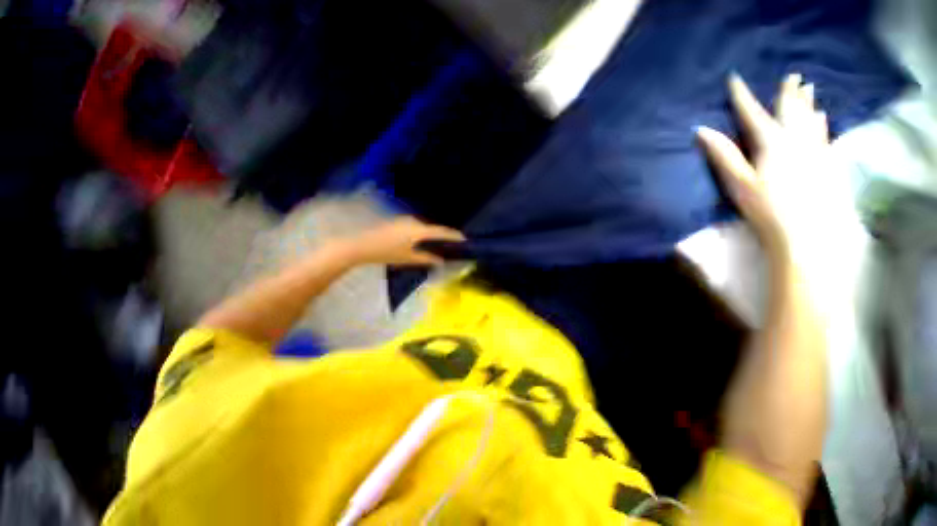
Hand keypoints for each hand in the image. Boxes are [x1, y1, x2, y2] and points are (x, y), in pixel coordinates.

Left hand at [340, 217, 465, 265]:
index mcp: (419, 231)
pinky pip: (415, 226)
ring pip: (423, 227)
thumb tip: (441, 260)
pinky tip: (419, 241)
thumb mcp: (409, 258)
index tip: (464, 238)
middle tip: (450, 244)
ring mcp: (405, 220)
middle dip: (442, 235)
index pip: (441, 232)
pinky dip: (421, 233)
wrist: (361, 245)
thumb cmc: (387, 253)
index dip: (453, 235)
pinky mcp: (398, 221)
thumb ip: (427, 259)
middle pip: (433, 228)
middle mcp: (414, 221)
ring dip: (430, 234)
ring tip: (435, 244)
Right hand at [696, 74, 831, 258]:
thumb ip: (722, 154)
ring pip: (812, 118)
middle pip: (790, 110)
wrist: (807, 232)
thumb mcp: (738, 182)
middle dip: (787, 92)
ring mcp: (816, 150)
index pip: (752, 114)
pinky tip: (823, 117)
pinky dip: (822, 122)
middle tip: (791, 76)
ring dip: (807, 103)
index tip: (734, 79)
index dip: (742, 96)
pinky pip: (825, 134)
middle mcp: (797, 139)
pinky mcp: (828, 162)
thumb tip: (701, 130)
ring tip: (809, 88)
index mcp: (771, 143)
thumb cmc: (766, 208)